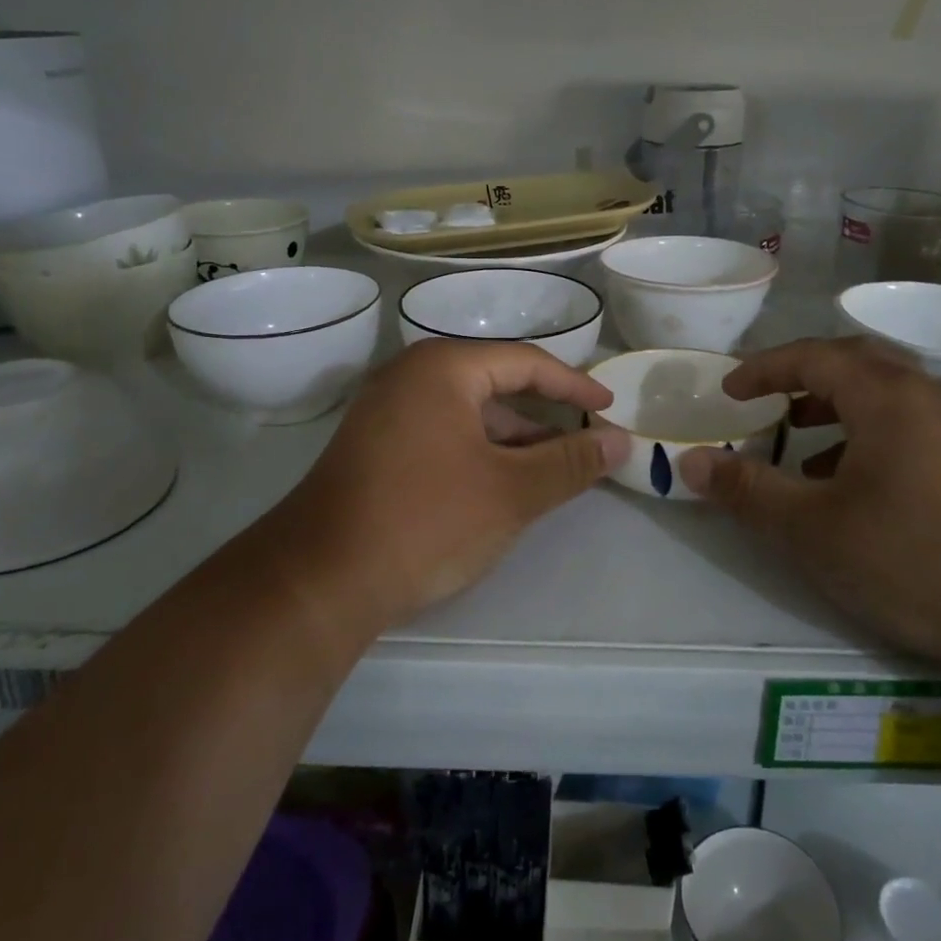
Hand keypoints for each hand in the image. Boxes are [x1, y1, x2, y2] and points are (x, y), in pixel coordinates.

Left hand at [268, 339, 628, 642]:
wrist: (321, 578)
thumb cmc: (426, 520)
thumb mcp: (511, 491)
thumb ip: (570, 463)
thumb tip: (620, 442)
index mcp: (442, 368)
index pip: (525, 362)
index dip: (574, 386)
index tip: (609, 410)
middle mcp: (410, 376)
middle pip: (495, 384)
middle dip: (544, 416)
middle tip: (586, 442)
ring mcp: (386, 411)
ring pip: (468, 413)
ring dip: (513, 439)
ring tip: (553, 470)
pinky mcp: (375, 446)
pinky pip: (442, 434)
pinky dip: (479, 452)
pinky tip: (501, 484)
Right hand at [676, 337, 940, 678]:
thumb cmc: (916, 560)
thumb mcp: (812, 530)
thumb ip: (747, 491)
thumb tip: (689, 462)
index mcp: (885, 397)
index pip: (812, 356)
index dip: (763, 368)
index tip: (729, 391)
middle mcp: (924, 399)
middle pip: (853, 363)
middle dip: (800, 377)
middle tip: (764, 401)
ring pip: (882, 397)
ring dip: (833, 408)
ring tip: (797, 443)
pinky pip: (905, 427)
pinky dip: (864, 437)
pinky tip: (849, 486)